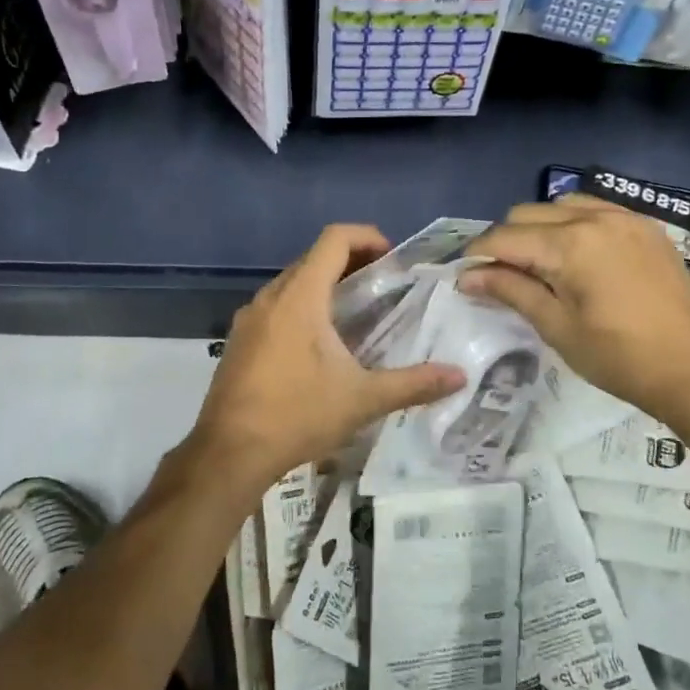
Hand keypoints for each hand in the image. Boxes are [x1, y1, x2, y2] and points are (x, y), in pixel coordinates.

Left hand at [183, 225, 465, 495]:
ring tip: (355, 312)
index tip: (392, 258)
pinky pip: (276, 306)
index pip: (334, 239)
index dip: (366, 236)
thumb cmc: (297, 414)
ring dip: (324, 285)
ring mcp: (249, 318)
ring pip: (292, 282)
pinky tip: (318, 344)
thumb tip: (460, 376)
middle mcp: (271, 297)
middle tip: (382, 285)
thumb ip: (413, 383)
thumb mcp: (362, 399)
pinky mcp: (239, 340)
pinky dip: (302, 307)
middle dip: (350, 261)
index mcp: (301, 297)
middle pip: (313, 258)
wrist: (229, 453)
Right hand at [460, 197, 689, 429]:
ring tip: (539, 263)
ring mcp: (624, 217)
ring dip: (539, 226)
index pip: (505, 238)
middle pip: (527, 213)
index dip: (479, 256)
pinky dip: (573, 222)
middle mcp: (594, 217)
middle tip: (502, 276)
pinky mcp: (644, 226)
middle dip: (506, 240)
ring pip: (560, 204)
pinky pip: (594, 208)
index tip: (466, 277)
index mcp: (570, 245)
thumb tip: (468, 277)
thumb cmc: (618, 357)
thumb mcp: (556, 327)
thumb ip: (511, 291)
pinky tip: (576, 253)